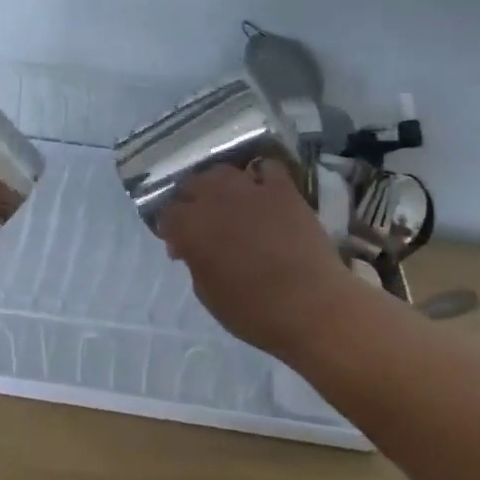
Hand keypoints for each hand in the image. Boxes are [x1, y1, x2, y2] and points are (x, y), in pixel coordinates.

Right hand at [155, 159, 352, 359]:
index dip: (169, 229)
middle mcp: (215, 198)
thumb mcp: (207, 294)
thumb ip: (194, 261)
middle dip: (190, 201)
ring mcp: (251, 189)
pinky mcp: (283, 189)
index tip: (178, 246)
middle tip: (200, 223)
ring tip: (227, 203)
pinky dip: (259, 176)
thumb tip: (189, 247)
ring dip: (218, 186)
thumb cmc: (254, 312)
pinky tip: (261, 191)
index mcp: (191, 226)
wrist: (312, 307)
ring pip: (222, 171)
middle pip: (191, 184)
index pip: (166, 214)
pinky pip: (266, 168)